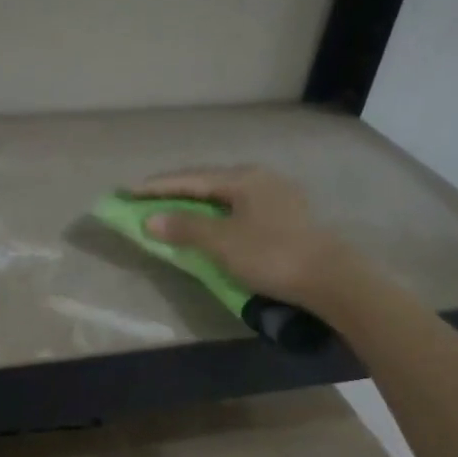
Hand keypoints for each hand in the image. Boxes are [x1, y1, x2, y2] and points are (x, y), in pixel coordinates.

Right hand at [130, 166, 346, 304]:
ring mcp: (277, 195)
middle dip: (175, 190)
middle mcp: (260, 178)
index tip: (126, 191)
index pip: (190, 178)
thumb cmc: (271, 255)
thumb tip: (151, 218)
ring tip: (172, 208)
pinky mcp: (286, 215)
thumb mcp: (222, 242)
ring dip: (196, 201)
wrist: (330, 278)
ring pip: (225, 193)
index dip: (156, 186)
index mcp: (243, 178)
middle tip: (145, 198)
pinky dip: (215, 212)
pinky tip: (210, 221)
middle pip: (208, 180)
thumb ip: (185, 227)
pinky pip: (239, 206)